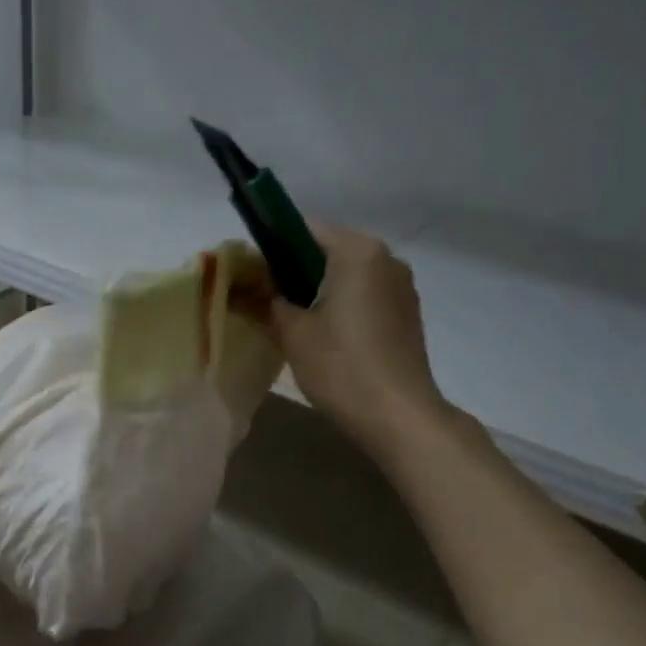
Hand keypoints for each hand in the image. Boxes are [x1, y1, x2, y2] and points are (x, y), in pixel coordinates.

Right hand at [264, 221, 450, 455]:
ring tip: (291, 324)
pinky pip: (364, 296)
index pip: (304, 229)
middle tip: (264, 303)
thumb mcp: (293, 334)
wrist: (398, 416)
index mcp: (358, 251)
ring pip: (347, 276)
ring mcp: (401, 287)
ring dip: (317, 292)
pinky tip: (324, 338)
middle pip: (327, 251)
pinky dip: (340, 306)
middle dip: (293, 272)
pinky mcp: (406, 314)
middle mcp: (386, 258)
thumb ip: (265, 303)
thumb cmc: (342, 367)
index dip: (271, 249)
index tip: (250, 278)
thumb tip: (238, 288)